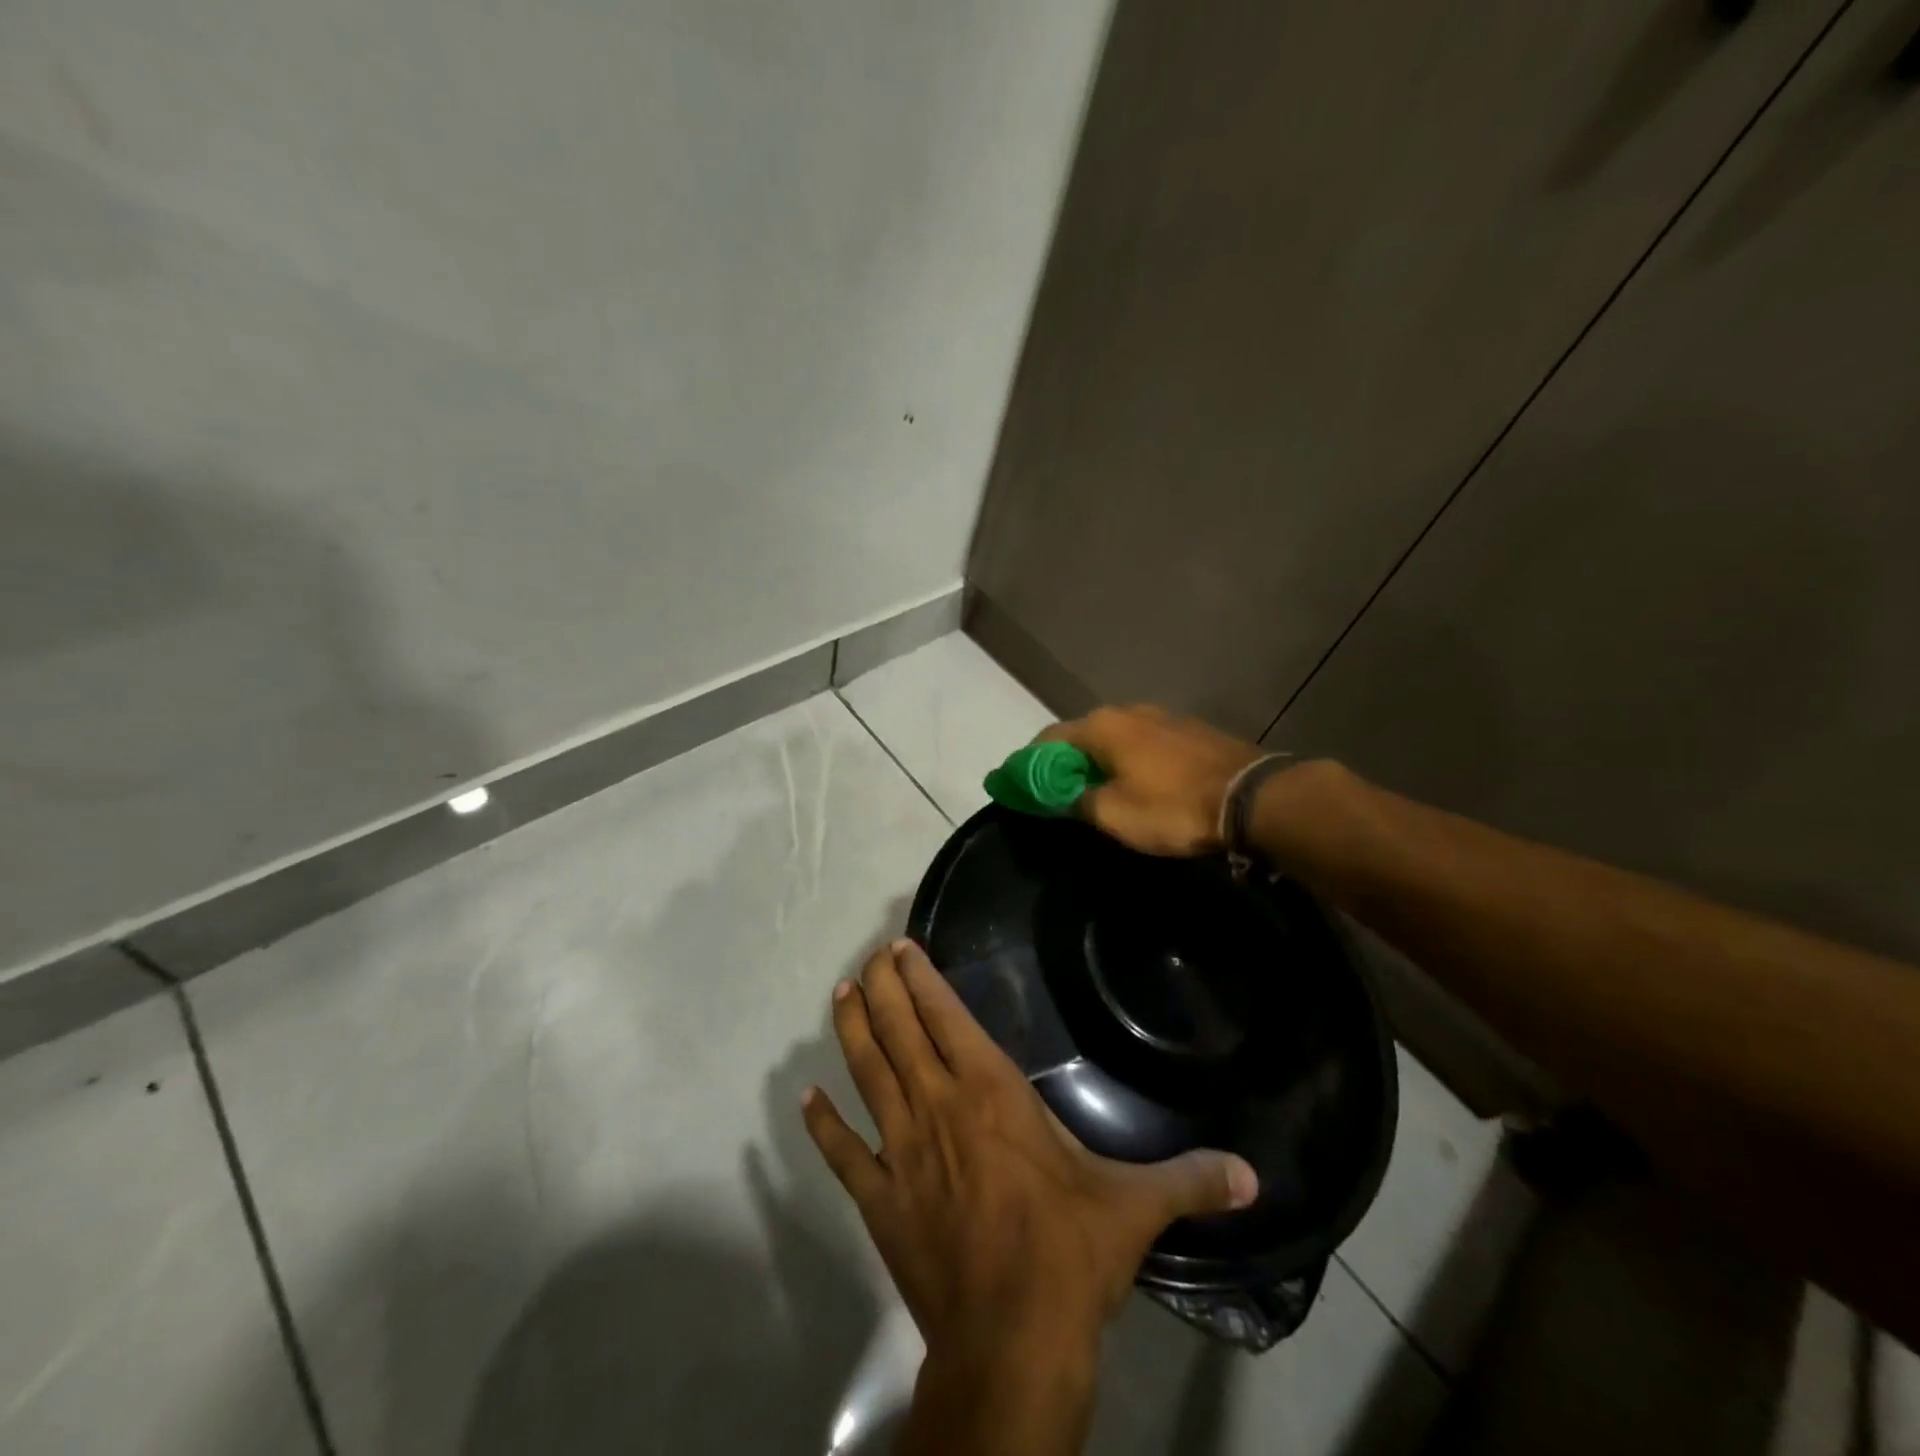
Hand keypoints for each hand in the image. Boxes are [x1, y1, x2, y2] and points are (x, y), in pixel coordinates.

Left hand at [803, 941, 1256, 1406]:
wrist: (1012, 1342)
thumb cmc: (1068, 1255)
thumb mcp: (1134, 1207)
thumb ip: (1189, 1180)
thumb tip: (1253, 1175)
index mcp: (990, 1093)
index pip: (946, 1017)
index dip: (921, 979)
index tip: (902, 948)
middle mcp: (937, 1107)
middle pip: (898, 1032)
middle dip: (882, 988)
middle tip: (871, 957)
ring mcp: (900, 1152)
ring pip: (866, 1074)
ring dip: (851, 1031)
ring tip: (841, 995)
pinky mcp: (879, 1200)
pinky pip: (843, 1155)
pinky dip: (823, 1126)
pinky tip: (805, 1099)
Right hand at [1040, 705, 1265, 855]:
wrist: (1252, 797)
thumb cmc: (1173, 807)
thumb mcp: (1114, 814)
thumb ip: (1077, 800)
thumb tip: (1060, 794)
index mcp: (1102, 726)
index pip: (1049, 738)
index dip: (1031, 763)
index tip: (1022, 785)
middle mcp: (1128, 711)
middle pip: (1083, 734)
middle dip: (1066, 761)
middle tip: (1059, 791)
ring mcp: (1163, 716)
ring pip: (1116, 737)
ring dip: (1100, 760)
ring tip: (1098, 787)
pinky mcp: (1190, 730)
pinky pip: (1144, 743)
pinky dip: (1130, 759)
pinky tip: (1137, 780)